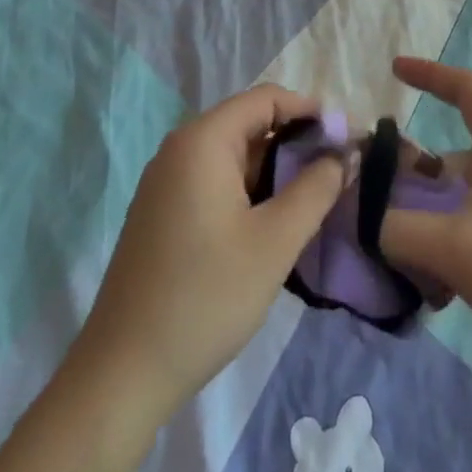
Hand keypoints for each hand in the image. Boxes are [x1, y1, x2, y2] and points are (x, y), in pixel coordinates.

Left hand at [69, 85, 350, 426]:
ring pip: (234, 154)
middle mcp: (180, 149)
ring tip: (316, 196)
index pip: (267, 98)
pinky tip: (275, 220)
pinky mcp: (164, 211)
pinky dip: (251, 187)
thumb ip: (316, 189)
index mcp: (202, 141)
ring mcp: (166, 181)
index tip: (347, 139)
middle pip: (250, 122)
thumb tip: (345, 154)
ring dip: (276, 167)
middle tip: (338, 171)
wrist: (123, 373)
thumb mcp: (275, 242)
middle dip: (297, 140)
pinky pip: (216, 179)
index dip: (311, 110)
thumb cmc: (205, 297)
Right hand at [379, 57, 471, 408]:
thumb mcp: (454, 245)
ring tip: (390, 251)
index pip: (466, 89)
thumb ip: (395, 227)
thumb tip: (360, 218)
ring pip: (458, 199)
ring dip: (424, 219)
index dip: (429, 74)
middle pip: (451, 154)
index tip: (393, 70)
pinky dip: (445, 247)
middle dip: (410, 173)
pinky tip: (427, 289)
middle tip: (369, 197)